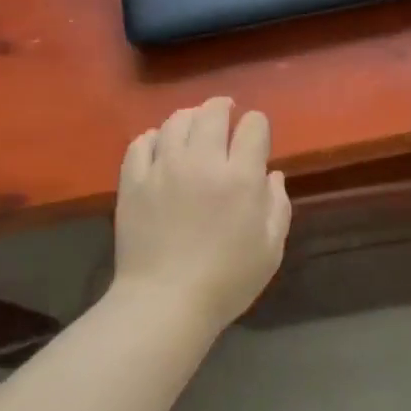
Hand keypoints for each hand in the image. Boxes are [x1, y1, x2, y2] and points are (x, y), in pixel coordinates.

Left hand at [112, 97, 291, 331]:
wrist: (165, 302)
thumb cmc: (227, 280)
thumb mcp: (271, 249)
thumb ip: (278, 206)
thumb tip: (272, 175)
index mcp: (241, 177)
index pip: (253, 126)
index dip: (257, 125)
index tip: (256, 135)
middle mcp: (202, 162)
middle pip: (212, 112)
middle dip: (224, 108)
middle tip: (226, 113)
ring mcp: (163, 168)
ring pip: (175, 121)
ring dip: (190, 117)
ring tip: (193, 126)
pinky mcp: (133, 181)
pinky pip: (141, 142)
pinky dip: (153, 137)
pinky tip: (160, 146)